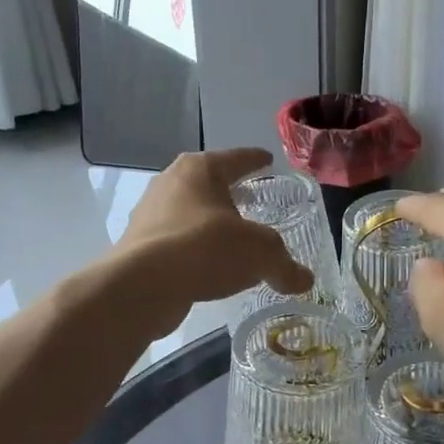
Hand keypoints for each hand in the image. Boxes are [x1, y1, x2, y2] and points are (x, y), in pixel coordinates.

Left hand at [112, 148, 312, 333]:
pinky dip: (193, 249)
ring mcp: (149, 213)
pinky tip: (207, 267)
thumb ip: (285, 265)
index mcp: (200, 169)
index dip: (255, 160)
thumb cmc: (207, 249)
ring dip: (208, 223)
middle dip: (229, 191)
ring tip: (230, 237)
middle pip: (208, 182)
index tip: (268, 160)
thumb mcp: (260, 254)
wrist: (144, 285)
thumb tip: (305, 280)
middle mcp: (170, 182)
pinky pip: (175, 241)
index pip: (236, 158)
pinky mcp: (138, 245)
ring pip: (188, 212)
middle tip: (251, 199)